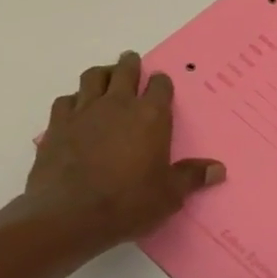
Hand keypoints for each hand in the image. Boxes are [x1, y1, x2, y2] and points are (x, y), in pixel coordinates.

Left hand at [5, 50, 223, 260]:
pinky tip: (75, 110)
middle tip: (132, 63)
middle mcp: (118, 104)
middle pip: (125, 70)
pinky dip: (73, 100)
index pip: (160, 85)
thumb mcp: (169, 194)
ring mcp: (85, 111)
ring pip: (93, 76)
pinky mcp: (57, 124)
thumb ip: (192, 177)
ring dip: (102, 74)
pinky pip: (66, 100)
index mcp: (151, 116)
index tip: (161, 86)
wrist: (69, 215)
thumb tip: (219, 169)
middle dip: (131, 64)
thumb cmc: (128, 202)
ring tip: (105, 78)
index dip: (162, 83)